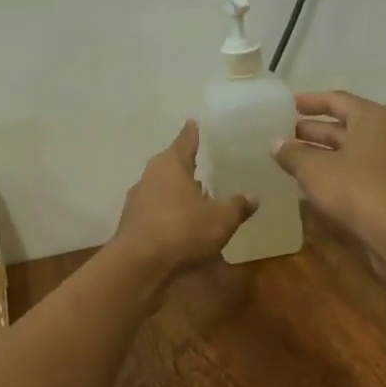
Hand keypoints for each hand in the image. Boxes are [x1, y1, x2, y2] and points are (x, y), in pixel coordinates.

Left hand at [109, 121, 254, 280]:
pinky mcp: (132, 225)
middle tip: (199, 162)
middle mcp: (150, 177)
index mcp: (170, 165)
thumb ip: (237, 206)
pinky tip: (181, 223)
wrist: (140, 264)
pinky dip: (169, 213)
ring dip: (177, 192)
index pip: (184, 142)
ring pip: (161, 190)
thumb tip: (253, 197)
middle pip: (169, 166)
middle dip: (184, 166)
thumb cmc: (183, 229)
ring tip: (196, 195)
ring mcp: (137, 201)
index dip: (191, 134)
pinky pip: (156, 212)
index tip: (192, 123)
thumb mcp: (221, 218)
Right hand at [272, 91, 385, 247]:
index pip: (337, 100)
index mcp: (374, 118)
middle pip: (347, 125)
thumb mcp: (314, 171)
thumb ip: (293, 154)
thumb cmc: (356, 191)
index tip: (287, 106)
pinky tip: (321, 183)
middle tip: (286, 135)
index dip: (309, 102)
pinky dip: (342, 170)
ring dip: (327, 153)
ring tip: (297, 159)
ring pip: (356, 149)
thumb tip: (276, 144)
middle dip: (315, 131)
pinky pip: (365, 169)